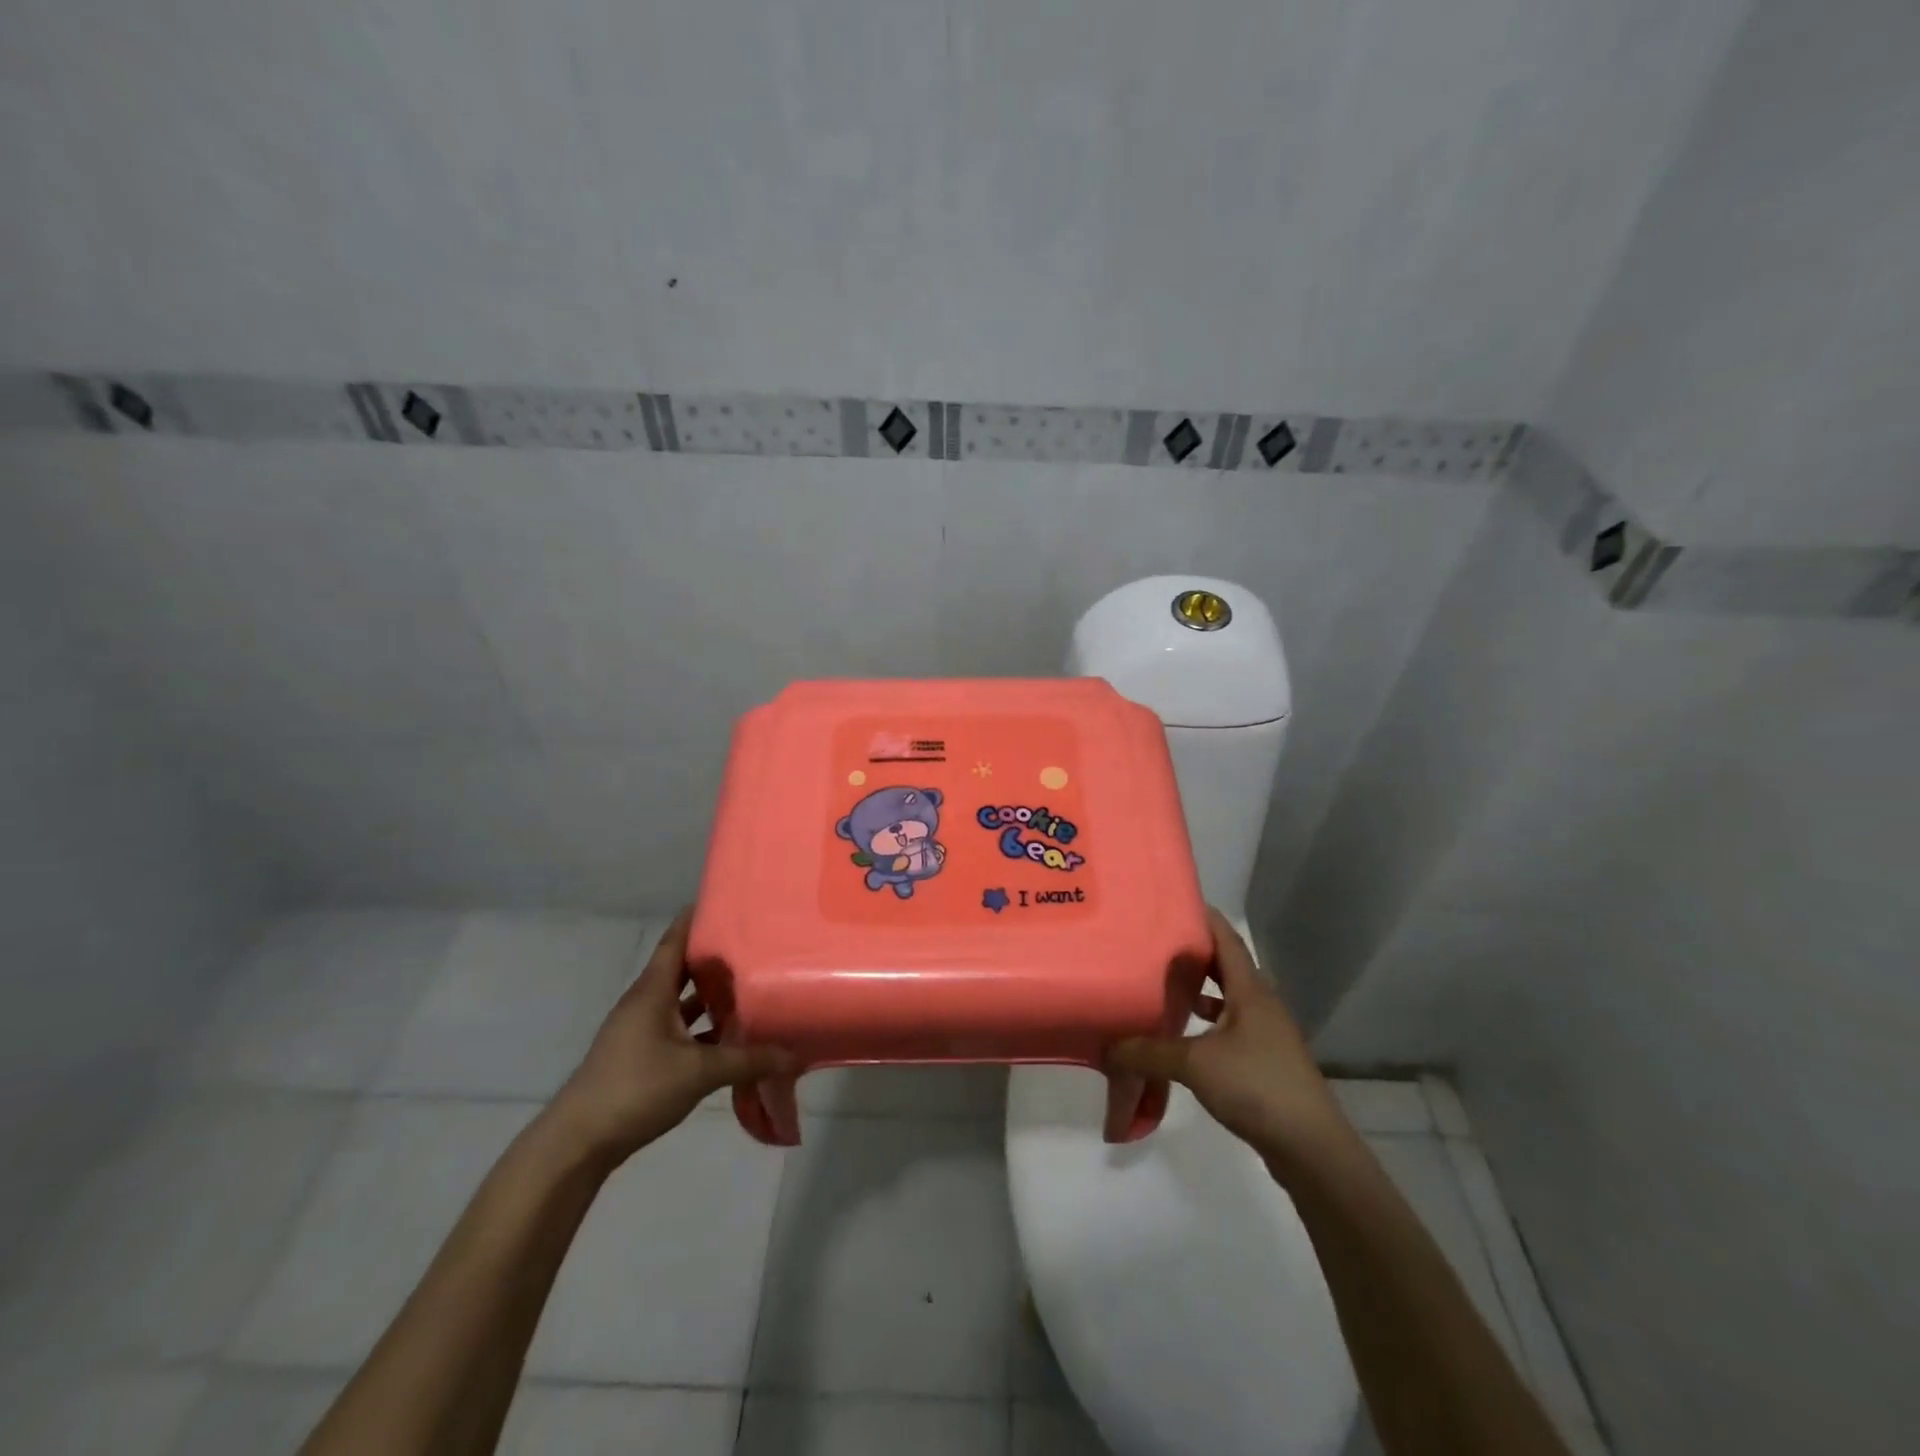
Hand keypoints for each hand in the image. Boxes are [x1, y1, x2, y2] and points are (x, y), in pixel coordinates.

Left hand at [547, 910, 788, 1165]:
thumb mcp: (698, 1072)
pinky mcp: (642, 1055)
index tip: (728, 901)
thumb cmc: (636, 1088)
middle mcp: (645, 1002)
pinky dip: (702, 1027)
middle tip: (754, 942)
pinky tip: (729, 1035)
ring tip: (750, 984)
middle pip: (682, 967)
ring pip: (681, 1000)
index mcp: (652, 990)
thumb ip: (747, 1060)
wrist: (579, 1143)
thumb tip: (793, 1054)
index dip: (697, 917)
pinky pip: (678, 1027)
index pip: (676, 939)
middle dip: (715, 955)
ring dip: (710, 994)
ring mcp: (641, 1030)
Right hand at [1107, 909, 1343, 1157]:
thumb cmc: (1256, 1085)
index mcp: (1250, 990)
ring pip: (1228, 998)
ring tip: (1162, 983)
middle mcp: (1261, 1004)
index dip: (1203, 917)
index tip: (1172, 901)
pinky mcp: (1264, 1061)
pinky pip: (1229, 1026)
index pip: (1226, 939)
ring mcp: (1265, 1034)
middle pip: (1226, 966)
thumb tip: (1107, 1046)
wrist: (1310, 1147)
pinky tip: (1182, 1034)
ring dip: (1200, 989)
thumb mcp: (1194, 1064)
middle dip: (1194, 952)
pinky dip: (1206, 1022)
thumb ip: (1148, 1052)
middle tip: (1155, 941)